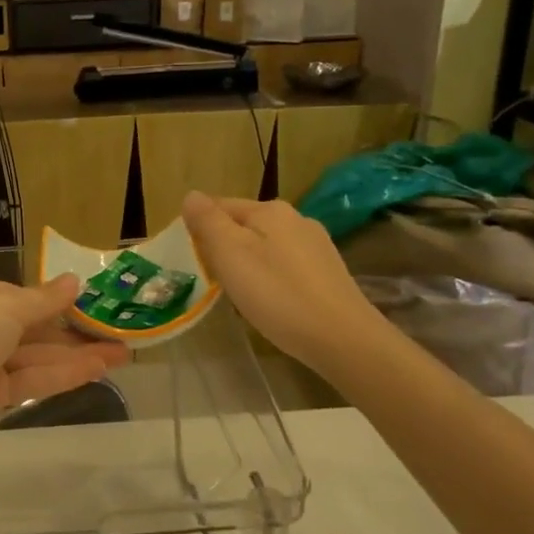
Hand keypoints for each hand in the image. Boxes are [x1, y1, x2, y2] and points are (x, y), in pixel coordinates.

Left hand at [0, 272, 128, 453]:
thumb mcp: (5, 306)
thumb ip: (43, 299)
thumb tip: (75, 281)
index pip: (14, 293)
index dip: (52, 300)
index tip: (90, 303)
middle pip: (28, 326)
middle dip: (71, 330)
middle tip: (116, 331)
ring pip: (33, 355)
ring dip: (75, 354)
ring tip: (122, 354)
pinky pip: (29, 380)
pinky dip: (61, 374)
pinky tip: (98, 370)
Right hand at [182, 191, 379, 375]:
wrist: (343, 338)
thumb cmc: (277, 294)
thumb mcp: (230, 254)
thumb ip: (208, 221)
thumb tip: (192, 196)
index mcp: (269, 210)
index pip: (220, 205)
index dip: (200, 228)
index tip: (191, 260)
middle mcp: (296, 219)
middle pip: (245, 226)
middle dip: (224, 247)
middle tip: (213, 280)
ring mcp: (317, 246)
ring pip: (266, 246)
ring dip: (248, 263)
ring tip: (240, 295)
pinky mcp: (328, 273)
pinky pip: (286, 266)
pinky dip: (271, 278)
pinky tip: (272, 302)